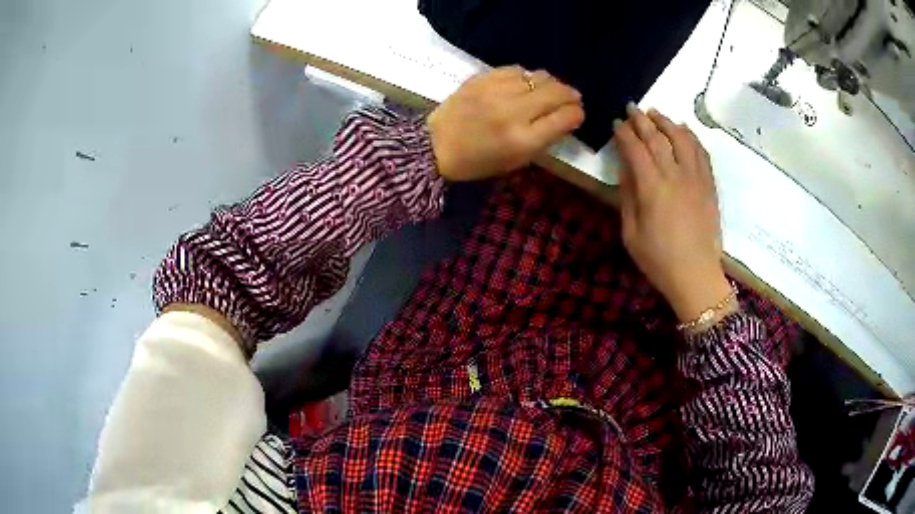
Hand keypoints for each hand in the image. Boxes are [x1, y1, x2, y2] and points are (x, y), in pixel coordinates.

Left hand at [428, 66, 583, 180]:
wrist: (437, 145)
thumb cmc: (479, 161)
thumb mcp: (517, 160)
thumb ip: (545, 138)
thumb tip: (568, 116)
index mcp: (523, 140)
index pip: (565, 117)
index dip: (577, 114)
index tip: (577, 114)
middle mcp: (513, 112)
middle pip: (556, 92)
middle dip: (570, 94)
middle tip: (571, 98)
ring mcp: (497, 91)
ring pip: (538, 76)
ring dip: (550, 83)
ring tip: (549, 90)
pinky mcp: (483, 78)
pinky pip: (516, 69)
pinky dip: (526, 76)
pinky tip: (524, 84)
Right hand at [613, 105, 733, 323]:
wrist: (696, 275)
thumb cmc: (658, 260)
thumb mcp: (631, 233)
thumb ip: (627, 196)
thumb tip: (625, 167)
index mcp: (652, 188)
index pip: (635, 148)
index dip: (624, 133)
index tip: (615, 123)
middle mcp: (675, 175)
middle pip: (657, 138)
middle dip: (642, 120)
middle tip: (631, 108)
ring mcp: (696, 178)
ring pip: (682, 139)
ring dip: (667, 122)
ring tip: (656, 113)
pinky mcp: (709, 185)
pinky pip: (701, 153)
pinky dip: (691, 137)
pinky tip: (684, 130)